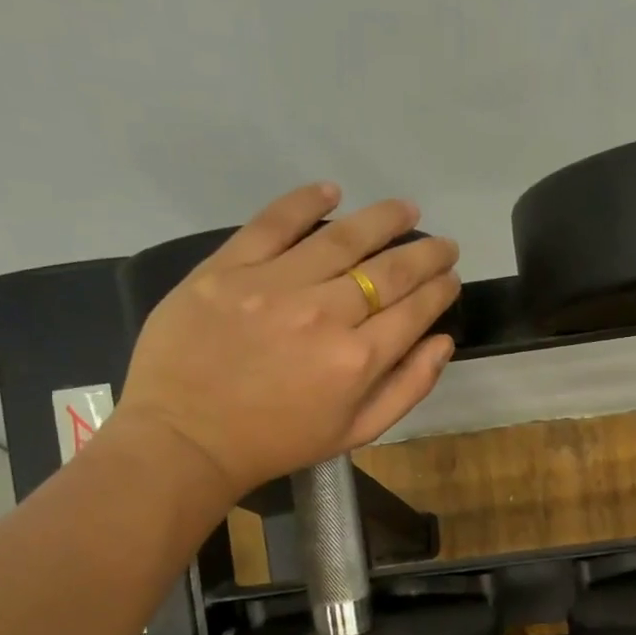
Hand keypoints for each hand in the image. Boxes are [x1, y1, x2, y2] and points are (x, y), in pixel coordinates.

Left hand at [116, 184, 460, 498]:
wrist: (185, 440)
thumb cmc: (277, 442)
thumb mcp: (356, 433)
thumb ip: (407, 388)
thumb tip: (442, 341)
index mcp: (357, 360)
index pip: (415, 309)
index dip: (440, 289)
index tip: (450, 277)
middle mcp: (323, 314)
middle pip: (389, 270)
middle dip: (426, 254)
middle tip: (443, 244)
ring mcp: (273, 286)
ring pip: (341, 239)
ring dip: (383, 220)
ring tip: (406, 210)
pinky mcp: (226, 269)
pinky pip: (273, 223)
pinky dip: (305, 202)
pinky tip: (331, 192)